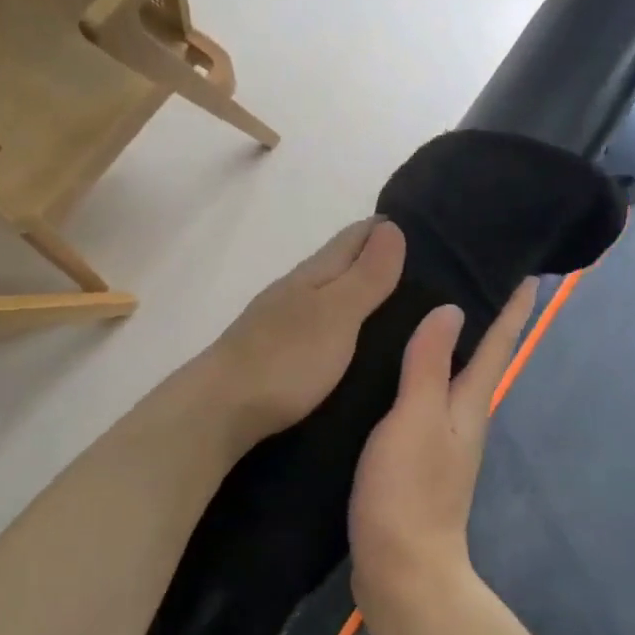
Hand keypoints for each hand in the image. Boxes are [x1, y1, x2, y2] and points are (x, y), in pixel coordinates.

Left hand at [199, 219, 406, 448]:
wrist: (219, 410)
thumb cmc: (285, 360)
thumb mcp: (336, 314)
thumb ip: (365, 277)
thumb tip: (391, 227)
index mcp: (310, 276)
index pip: (351, 239)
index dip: (382, 228)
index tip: (415, 224)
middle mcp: (292, 292)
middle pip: (336, 265)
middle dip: (371, 259)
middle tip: (416, 266)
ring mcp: (278, 324)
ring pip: (324, 297)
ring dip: (354, 294)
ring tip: (392, 305)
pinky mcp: (273, 356)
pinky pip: (315, 327)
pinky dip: (338, 324)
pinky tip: (348, 340)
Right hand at [349, 277, 537, 602]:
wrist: (401, 569)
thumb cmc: (408, 493)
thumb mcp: (414, 421)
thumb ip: (428, 367)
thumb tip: (452, 309)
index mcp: (468, 404)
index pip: (497, 343)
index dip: (511, 306)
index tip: (526, 269)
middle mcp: (461, 417)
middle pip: (479, 356)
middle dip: (481, 315)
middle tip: (463, 270)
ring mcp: (440, 439)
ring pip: (449, 376)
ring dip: (448, 343)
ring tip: (424, 306)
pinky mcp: (416, 457)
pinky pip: (422, 398)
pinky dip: (419, 372)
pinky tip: (393, 366)